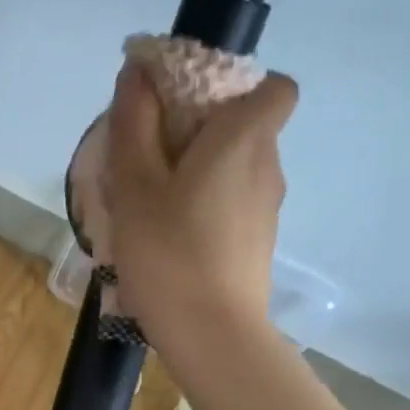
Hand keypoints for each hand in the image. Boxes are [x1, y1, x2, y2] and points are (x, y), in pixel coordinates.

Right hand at [104, 62, 299, 361]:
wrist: (212, 335)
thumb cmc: (170, 253)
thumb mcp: (135, 187)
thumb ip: (133, 126)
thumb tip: (137, 74)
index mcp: (244, 140)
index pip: (275, 86)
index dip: (238, 85)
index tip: (189, 106)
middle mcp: (268, 167)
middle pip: (247, 127)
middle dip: (202, 130)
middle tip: (149, 157)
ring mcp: (267, 210)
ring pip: (237, 170)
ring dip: (199, 172)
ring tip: (151, 203)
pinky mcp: (257, 244)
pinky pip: (233, 204)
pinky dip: (206, 206)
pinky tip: (169, 237)